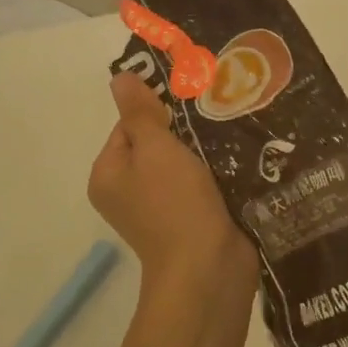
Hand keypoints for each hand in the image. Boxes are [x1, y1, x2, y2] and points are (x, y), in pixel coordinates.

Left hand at [89, 72, 258, 308]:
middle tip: (216, 117)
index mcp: (108, 175)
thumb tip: (119, 78)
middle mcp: (127, 192)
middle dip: (185, 131)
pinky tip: (239, 161)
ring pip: (182, 164)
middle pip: (156, 144)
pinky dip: (216, 173)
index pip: (129, 125)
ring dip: (205, 152)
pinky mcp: (190, 220)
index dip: (158, 112)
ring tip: (232, 135)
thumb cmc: (175, 203)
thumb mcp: (155, 149)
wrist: (208, 268)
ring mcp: (159, 209)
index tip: (192, 106)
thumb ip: (139, 113)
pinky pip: (200, 184)